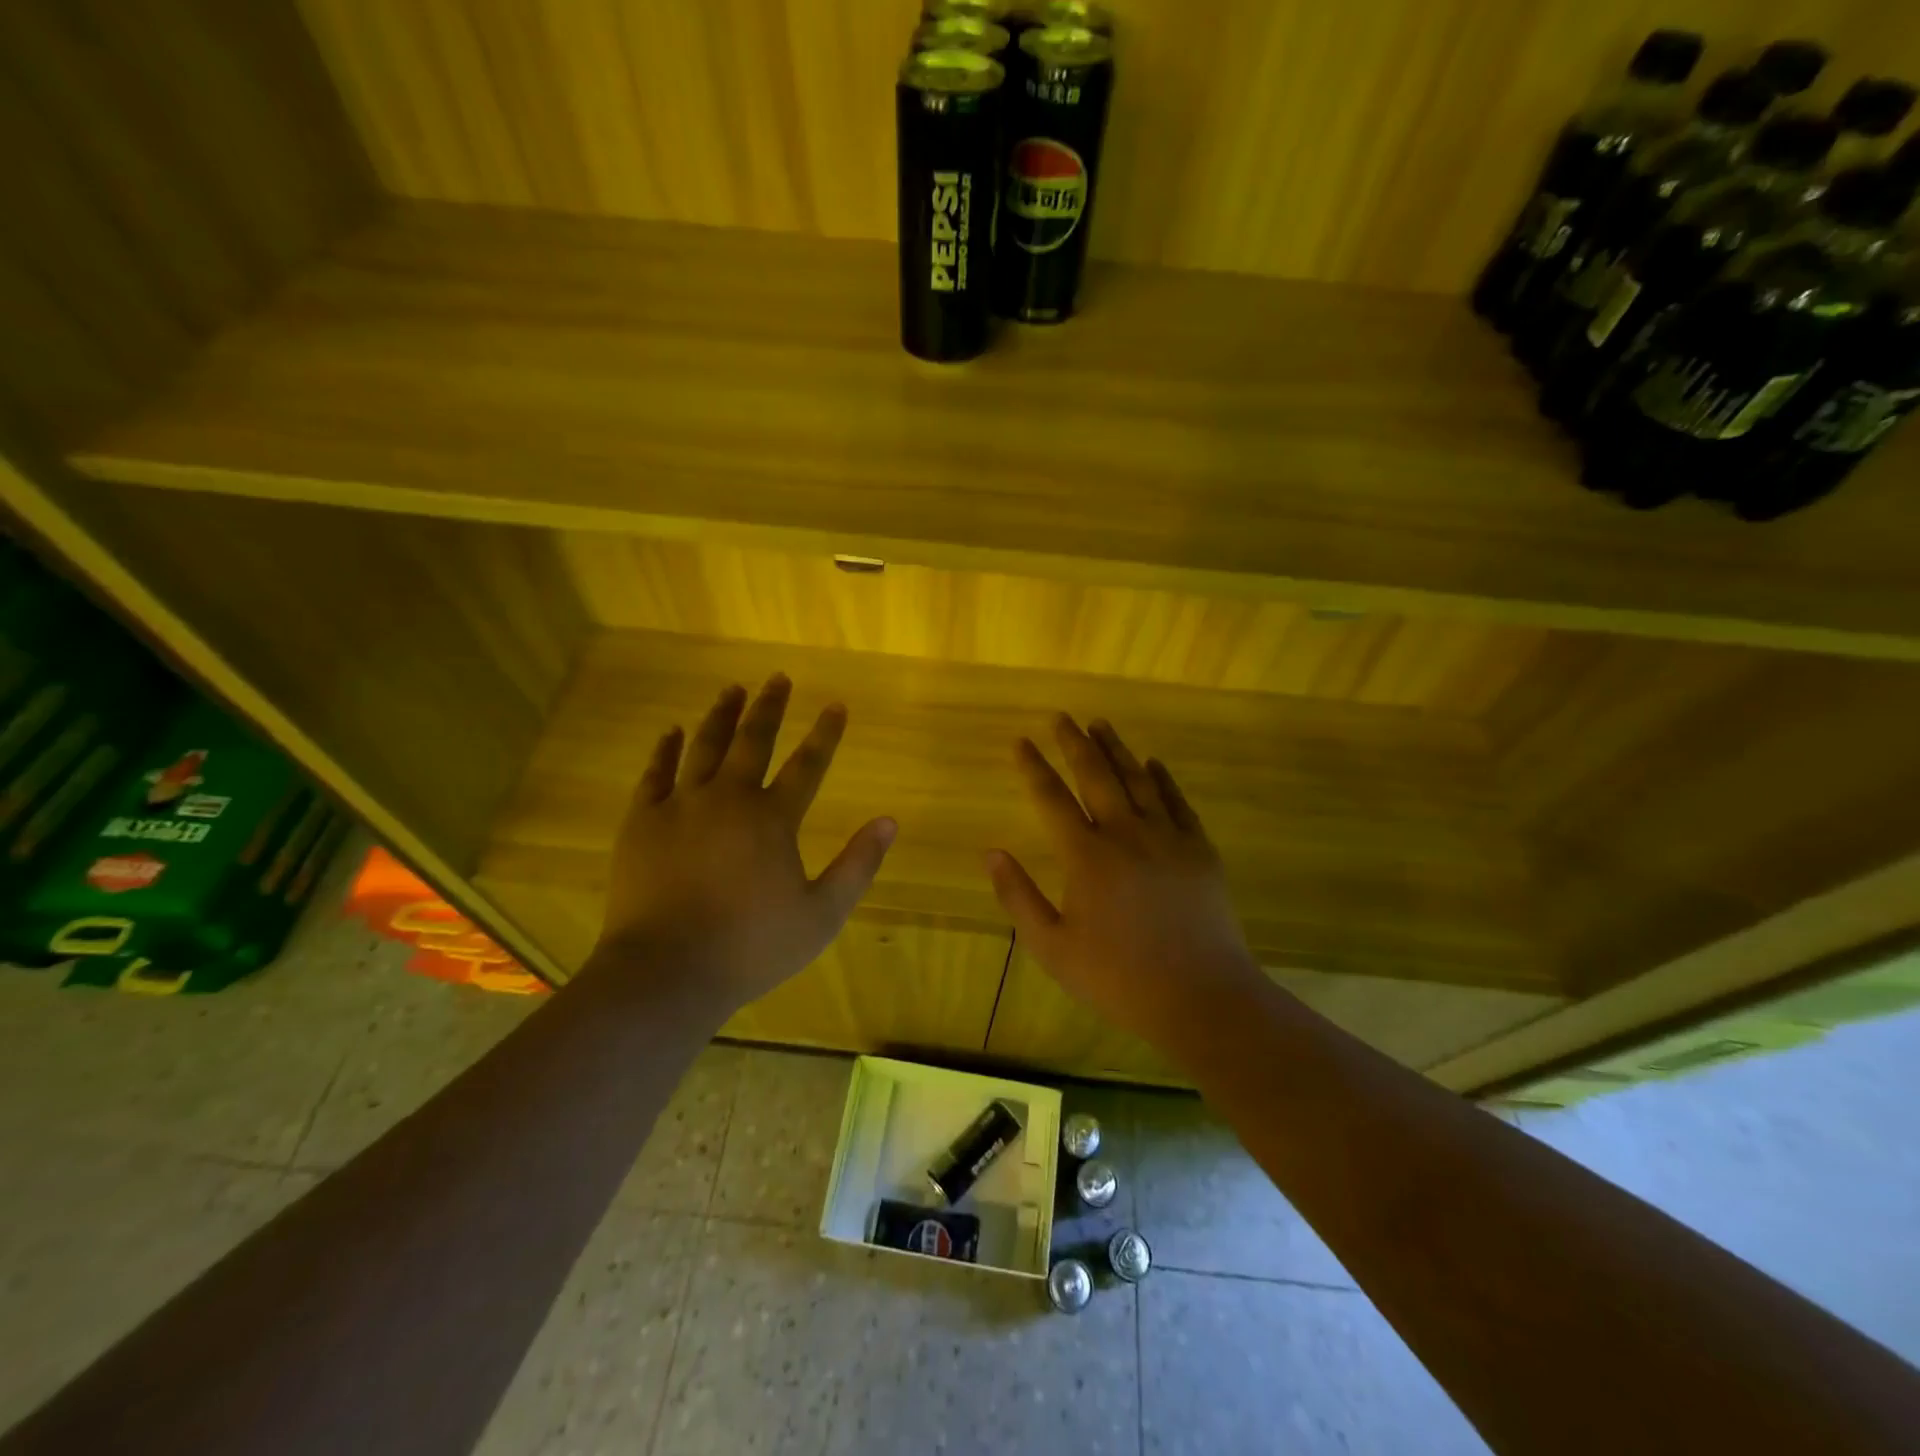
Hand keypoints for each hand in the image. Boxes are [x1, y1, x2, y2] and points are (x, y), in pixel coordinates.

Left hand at [591, 673, 895, 1016]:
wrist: (667, 971)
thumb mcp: (821, 914)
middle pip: (753, 741)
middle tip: (778, 678)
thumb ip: (858, 865)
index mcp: (773, 819)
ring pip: (704, 747)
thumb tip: (890, 821)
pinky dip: (665, 749)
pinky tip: (671, 731)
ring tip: (731, 689)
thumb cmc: (751, 947)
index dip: (825, 734)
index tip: (836, 706)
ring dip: (721, 716)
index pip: (807, 765)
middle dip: (769, 707)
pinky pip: (655, 774)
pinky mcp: (641, 822)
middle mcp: (728, 799)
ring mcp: (681, 807)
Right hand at [986, 715, 1267, 1055]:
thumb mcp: (1052, 947)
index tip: (1021, 741)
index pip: (1052, 798)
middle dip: (1075, 743)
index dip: (1034, 767)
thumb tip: (991, 853)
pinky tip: (1153, 763)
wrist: (1200, 997)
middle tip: (1062, 718)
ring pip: (1138, 780)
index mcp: (1086, 856)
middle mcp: (1126, 834)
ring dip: (1116, 750)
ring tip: (1101, 725)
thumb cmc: (1117, 977)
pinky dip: (1163, 779)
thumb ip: (1019, 897)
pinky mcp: (1200, 850)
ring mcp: (1168, 838)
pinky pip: (1178, 802)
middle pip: (1096, 775)